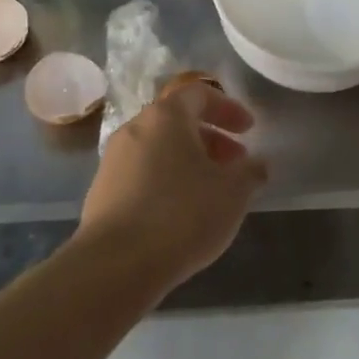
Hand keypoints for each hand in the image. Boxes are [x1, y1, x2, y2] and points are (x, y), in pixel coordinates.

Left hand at [75, 82, 264, 295]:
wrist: (115, 265)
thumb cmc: (182, 215)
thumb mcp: (233, 193)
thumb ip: (251, 172)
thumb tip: (257, 164)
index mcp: (166, 116)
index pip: (199, 93)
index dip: (228, 108)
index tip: (249, 130)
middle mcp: (135, 129)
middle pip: (177, 121)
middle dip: (211, 138)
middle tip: (235, 163)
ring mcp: (113, 161)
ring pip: (159, 149)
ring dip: (188, 161)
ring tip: (211, 191)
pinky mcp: (101, 192)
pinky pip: (142, 174)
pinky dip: (166, 181)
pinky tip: (180, 213)